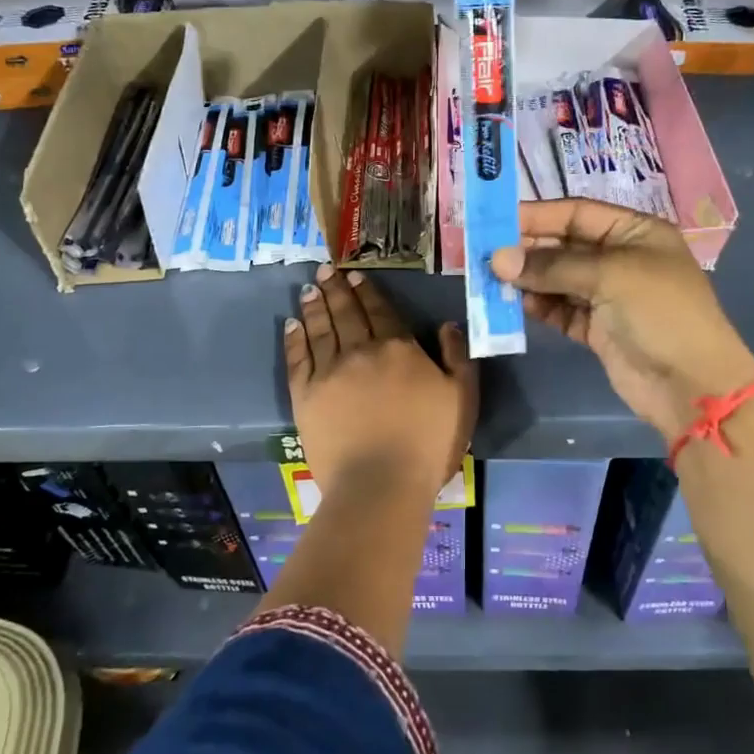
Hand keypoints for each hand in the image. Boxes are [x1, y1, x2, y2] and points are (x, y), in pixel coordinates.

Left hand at [284, 264, 476, 502]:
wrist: (381, 483)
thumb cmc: (428, 444)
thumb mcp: (462, 398)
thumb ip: (457, 357)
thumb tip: (447, 325)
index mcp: (398, 348)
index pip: (380, 311)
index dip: (367, 291)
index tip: (355, 275)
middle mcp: (360, 351)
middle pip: (346, 313)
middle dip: (336, 289)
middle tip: (325, 270)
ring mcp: (329, 372)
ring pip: (320, 329)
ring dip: (314, 306)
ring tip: (308, 288)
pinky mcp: (305, 396)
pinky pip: (297, 358)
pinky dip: (294, 338)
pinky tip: (291, 324)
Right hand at [492, 198, 753, 439]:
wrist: (691, 385)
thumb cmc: (660, 313)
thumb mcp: (610, 276)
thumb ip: (552, 266)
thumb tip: (497, 259)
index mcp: (635, 232)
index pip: (577, 214)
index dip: (537, 216)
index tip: (495, 221)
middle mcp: (621, 258)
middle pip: (564, 246)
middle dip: (527, 250)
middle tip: (485, 255)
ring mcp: (609, 295)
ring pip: (558, 279)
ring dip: (527, 279)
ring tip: (492, 280)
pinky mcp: (598, 328)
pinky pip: (560, 309)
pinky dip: (539, 306)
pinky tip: (515, 304)